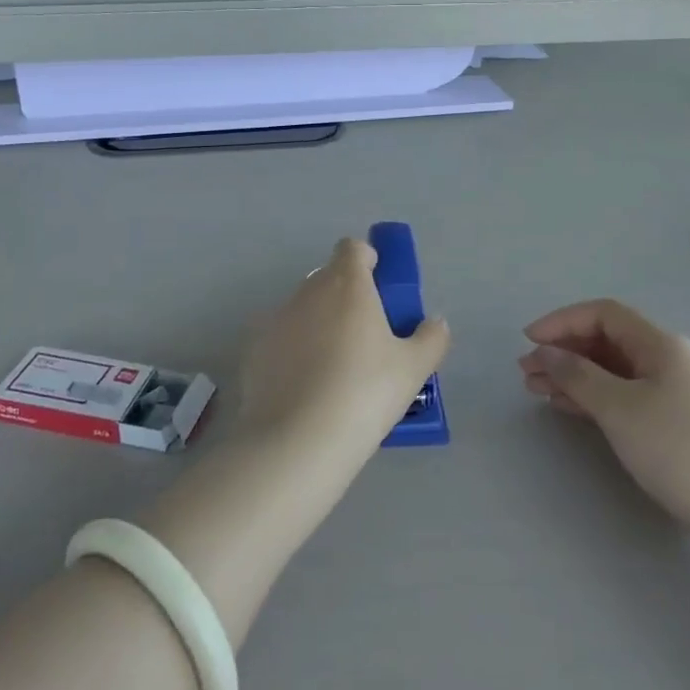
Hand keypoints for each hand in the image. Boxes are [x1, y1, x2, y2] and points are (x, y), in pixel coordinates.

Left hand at [237, 237, 450, 458]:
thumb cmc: (365, 393)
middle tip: (366, 339)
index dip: (367, 261)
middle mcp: (307, 292)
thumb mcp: (413, 369)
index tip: (380, 290)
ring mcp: (275, 320)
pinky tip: (305, 390)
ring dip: (319, 326)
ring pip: (303, 310)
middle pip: (328, 279)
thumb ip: (431, 338)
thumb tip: (435, 323)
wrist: (297, 441)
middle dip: (346, 298)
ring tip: (335, 372)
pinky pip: (280, 340)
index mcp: (347, 284)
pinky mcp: (254, 350)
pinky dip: (293, 353)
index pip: (352, 248)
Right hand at [521, 299, 689, 560]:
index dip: (562, 321)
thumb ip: (577, 375)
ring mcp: (674, 392)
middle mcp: (668, 360)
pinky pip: (624, 396)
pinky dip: (593, 397)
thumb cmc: (678, 450)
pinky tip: (569, 409)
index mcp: (660, 344)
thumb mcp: (619, 408)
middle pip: (607, 341)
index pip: (603, 314)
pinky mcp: (674, 423)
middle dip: (564, 351)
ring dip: (574, 376)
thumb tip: (546, 352)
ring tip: (538, 391)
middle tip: (527, 373)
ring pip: (613, 371)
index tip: (527, 340)